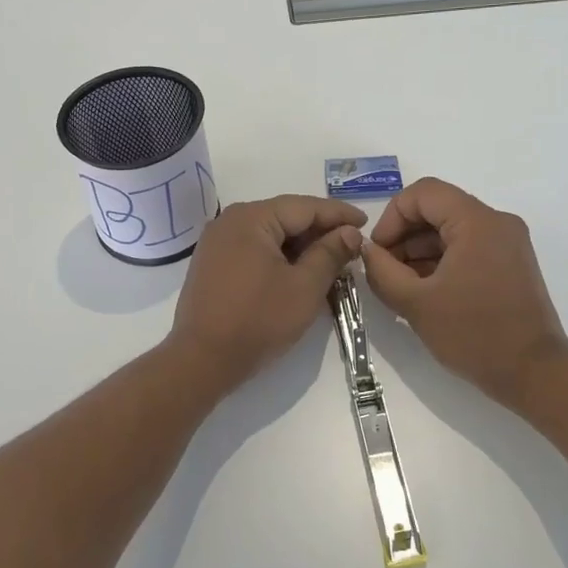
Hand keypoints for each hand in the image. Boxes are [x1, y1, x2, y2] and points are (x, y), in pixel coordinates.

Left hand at [167, 195, 364, 393]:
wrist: (201, 360)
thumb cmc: (257, 321)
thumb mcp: (304, 287)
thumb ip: (330, 254)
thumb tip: (350, 232)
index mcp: (251, 218)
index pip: (304, 207)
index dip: (338, 214)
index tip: (366, 222)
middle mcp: (230, 221)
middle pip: (285, 216)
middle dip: (320, 230)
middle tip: (351, 244)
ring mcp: (217, 242)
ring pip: (270, 233)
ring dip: (300, 245)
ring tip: (331, 259)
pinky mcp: (212, 263)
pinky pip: (254, 248)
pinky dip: (279, 255)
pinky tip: (298, 270)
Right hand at [362, 178, 567, 411]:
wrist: (534, 374)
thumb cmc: (474, 335)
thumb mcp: (416, 303)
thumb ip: (382, 271)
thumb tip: (368, 251)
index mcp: (477, 221)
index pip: (423, 193)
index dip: (392, 217)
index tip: (378, 252)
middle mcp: (497, 222)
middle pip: (438, 209)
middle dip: (404, 236)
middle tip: (384, 271)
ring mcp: (508, 242)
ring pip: (452, 229)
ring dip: (420, 250)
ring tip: (401, 285)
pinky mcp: (511, 263)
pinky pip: (468, 247)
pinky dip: (442, 261)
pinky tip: (424, 291)